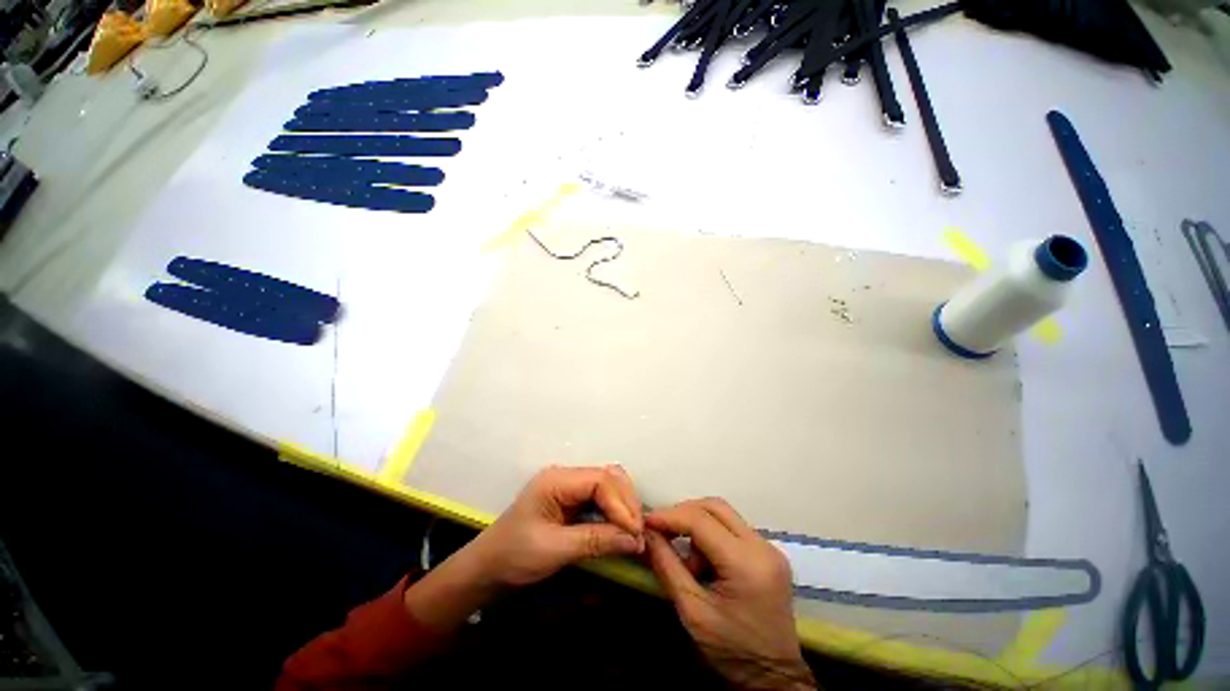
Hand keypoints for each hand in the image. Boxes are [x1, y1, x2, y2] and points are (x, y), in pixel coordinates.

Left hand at [405, 465, 643, 631]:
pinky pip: (601, 498)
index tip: (636, 532)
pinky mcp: (572, 499)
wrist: (487, 567)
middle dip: (626, 502)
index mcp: (556, 480)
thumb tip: (635, 540)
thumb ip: (596, 541)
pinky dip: (615, 511)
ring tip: (635, 531)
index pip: (599, 481)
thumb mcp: (554, 549)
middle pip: (608, 477)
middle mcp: (565, 475)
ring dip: (624, 505)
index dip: (621, 503)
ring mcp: (569, 486)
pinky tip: (622, 527)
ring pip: (608, 485)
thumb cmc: (514, 555)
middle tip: (639, 532)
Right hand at [644, 499, 814, 690]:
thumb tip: (647, 533)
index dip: (670, 516)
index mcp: (746, 564)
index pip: (701, 521)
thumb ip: (667, 566)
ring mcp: (769, 548)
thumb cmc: (732, 651)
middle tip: (663, 530)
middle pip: (715, 507)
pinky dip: (712, 535)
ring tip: (689, 561)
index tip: (647, 521)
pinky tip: (705, 562)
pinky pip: (733, 528)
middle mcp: (762, 547)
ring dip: (698, 525)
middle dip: (684, 513)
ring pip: (724, 515)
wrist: (774, 678)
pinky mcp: (769, 553)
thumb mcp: (692, 611)